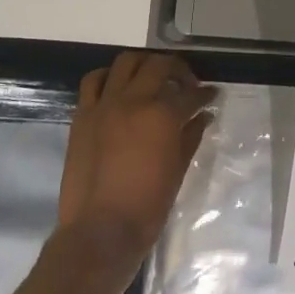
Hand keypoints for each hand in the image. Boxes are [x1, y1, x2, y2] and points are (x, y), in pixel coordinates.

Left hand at [55, 51, 214, 275]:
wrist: (100, 230)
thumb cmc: (147, 206)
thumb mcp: (178, 171)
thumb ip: (191, 136)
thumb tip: (203, 116)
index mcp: (162, 116)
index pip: (189, 94)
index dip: (204, 93)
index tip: (211, 94)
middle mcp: (134, 100)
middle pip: (158, 66)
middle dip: (178, 69)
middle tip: (186, 82)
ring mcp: (104, 105)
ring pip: (125, 63)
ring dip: (144, 64)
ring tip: (152, 77)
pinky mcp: (82, 115)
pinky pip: (93, 82)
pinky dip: (108, 77)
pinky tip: (118, 87)